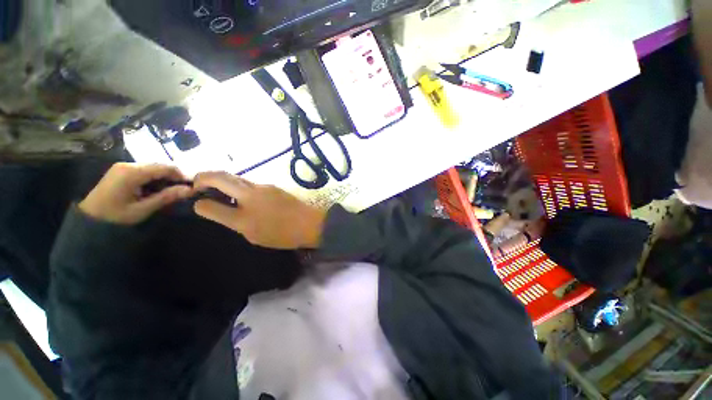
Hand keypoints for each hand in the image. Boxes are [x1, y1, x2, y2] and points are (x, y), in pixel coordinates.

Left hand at [79, 163, 193, 224]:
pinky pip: (145, 170)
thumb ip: (166, 197)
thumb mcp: (142, 209)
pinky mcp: (122, 170)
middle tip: (183, 190)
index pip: (164, 167)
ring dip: (165, 177)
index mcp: (132, 172)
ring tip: (171, 190)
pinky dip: (155, 178)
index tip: (192, 186)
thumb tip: (190, 189)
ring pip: (153, 167)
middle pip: (159, 165)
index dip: (181, 175)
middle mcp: (128, 164)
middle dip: (173, 176)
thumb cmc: (115, 216)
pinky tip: (157, 188)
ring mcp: (123, 166)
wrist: (89, 219)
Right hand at [193, 172, 326, 248]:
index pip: (211, 205)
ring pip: (237, 178)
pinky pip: (250, 183)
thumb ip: (231, 220)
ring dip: (223, 180)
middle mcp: (252, 194)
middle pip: (222, 177)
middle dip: (204, 177)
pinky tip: (241, 195)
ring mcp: (264, 187)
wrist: (310, 223)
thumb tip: (211, 208)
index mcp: (244, 213)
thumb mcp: (253, 234)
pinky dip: (238, 185)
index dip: (198, 201)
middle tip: (197, 185)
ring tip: (217, 189)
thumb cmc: (283, 234)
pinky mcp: (273, 187)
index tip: (193, 199)